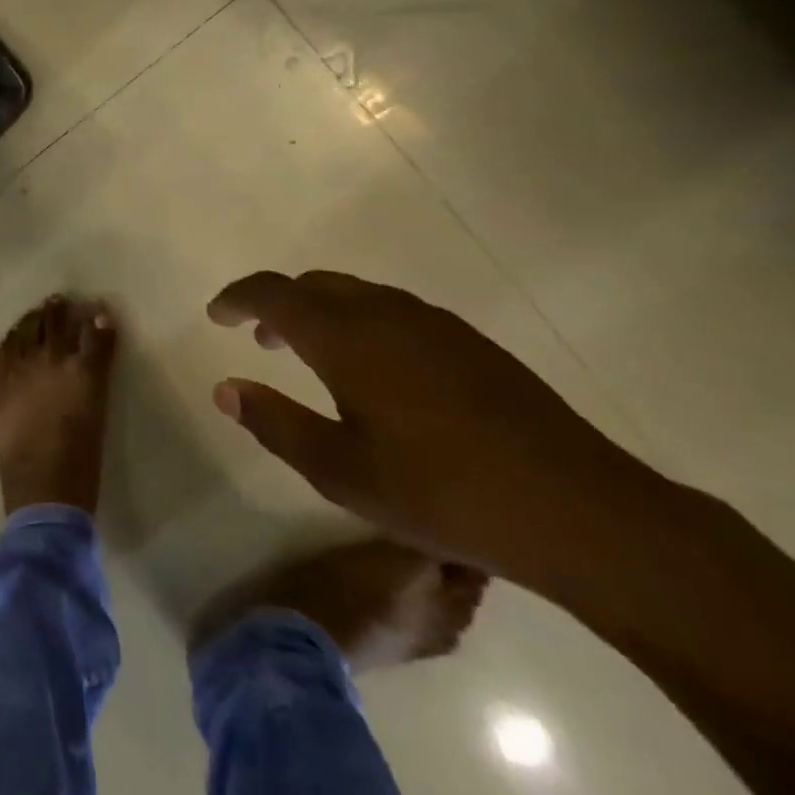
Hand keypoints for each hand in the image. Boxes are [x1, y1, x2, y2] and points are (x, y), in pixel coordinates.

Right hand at [207, 270, 658, 586]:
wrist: (578, 510)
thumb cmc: (442, 493)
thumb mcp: (341, 471)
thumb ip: (275, 423)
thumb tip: (225, 388)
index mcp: (346, 337)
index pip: (274, 293)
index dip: (238, 298)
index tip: (216, 314)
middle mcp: (385, 313)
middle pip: (314, 284)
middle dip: (278, 304)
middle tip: (260, 340)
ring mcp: (433, 323)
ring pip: (356, 294)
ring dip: (321, 311)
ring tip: (312, 354)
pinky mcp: (469, 341)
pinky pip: (393, 310)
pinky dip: (361, 321)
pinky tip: (376, 370)